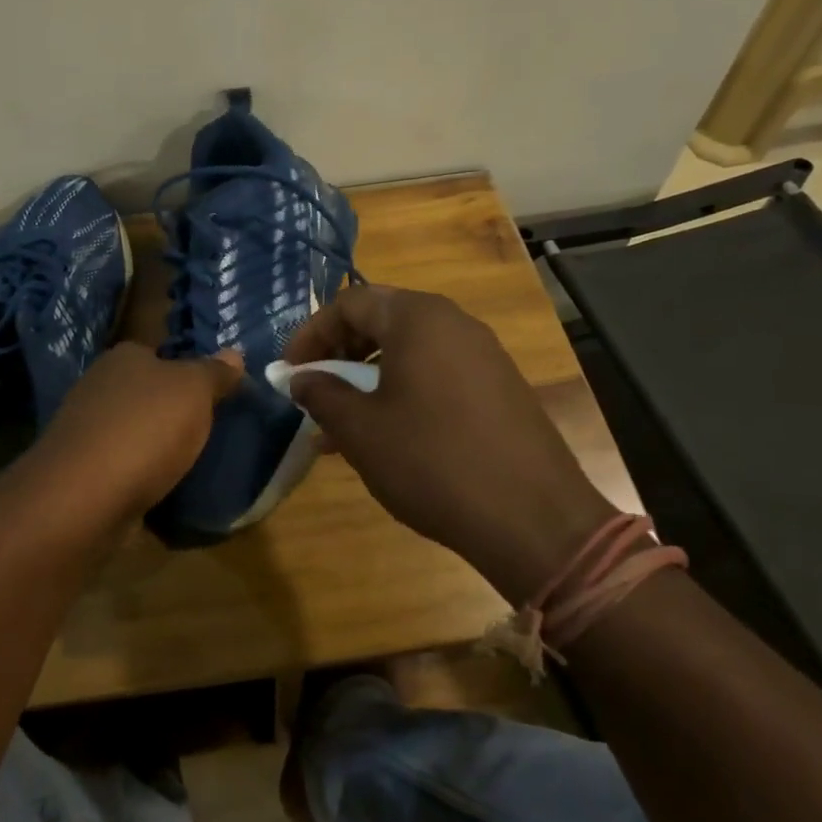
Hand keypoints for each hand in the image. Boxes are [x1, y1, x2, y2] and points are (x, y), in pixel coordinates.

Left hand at [20, 342, 242, 530]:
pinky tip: (160, 488)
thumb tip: (234, 353)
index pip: (159, 353)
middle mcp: (98, 386)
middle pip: (145, 393)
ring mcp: (85, 429)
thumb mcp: (194, 391)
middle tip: (208, 429)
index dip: (186, 370)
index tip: (212, 393)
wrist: (84, 496)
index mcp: (124, 357)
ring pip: (132, 430)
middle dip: (170, 410)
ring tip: (190, 463)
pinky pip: (121, 466)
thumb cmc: (145, 428)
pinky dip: (139, 475)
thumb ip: (215, 373)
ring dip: (154, 445)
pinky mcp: (80, 471)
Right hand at [286, 286, 616, 602]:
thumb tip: (301, 379)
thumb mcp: (361, 429)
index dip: (311, 334)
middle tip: (316, 390)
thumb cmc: (432, 461)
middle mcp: (454, 323)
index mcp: (418, 318)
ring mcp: (483, 354)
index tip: (289, 372)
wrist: (532, 518)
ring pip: (409, 352)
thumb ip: (322, 394)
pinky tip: (388, 436)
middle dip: (340, 353)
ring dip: (369, 378)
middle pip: (382, 320)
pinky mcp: (500, 387)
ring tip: (344, 422)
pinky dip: (403, 392)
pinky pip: (437, 374)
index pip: (349, 303)